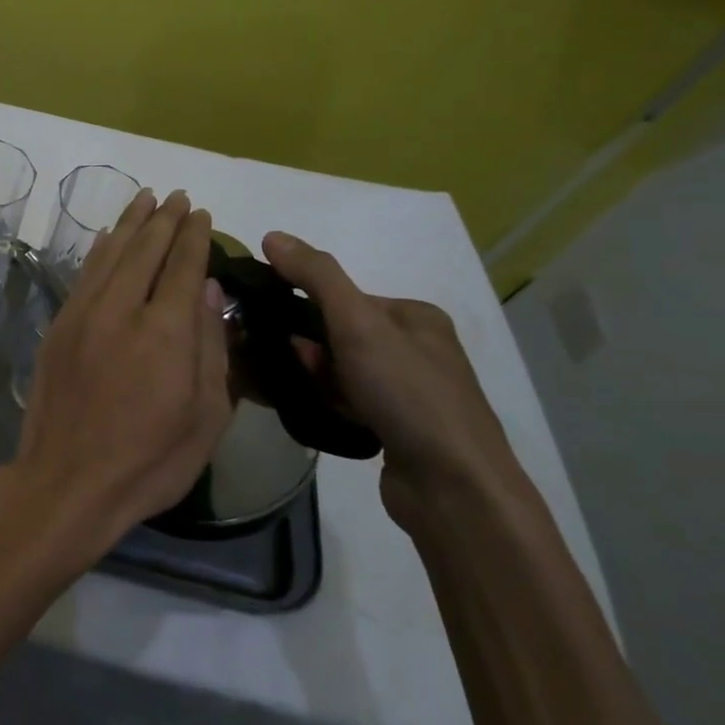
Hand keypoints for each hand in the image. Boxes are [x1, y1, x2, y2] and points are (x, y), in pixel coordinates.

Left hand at [9, 190, 233, 560]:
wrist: (68, 480)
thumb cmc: (149, 460)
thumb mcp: (205, 416)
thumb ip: (212, 347)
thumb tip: (208, 290)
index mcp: (166, 331)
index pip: (184, 266)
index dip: (194, 237)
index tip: (201, 213)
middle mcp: (122, 309)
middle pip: (145, 249)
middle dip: (164, 219)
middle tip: (176, 197)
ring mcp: (84, 314)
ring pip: (110, 253)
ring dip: (130, 223)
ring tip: (145, 199)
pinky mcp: (59, 325)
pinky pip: (83, 274)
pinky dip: (99, 249)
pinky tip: (106, 236)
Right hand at [262, 231, 522, 526]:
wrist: (453, 489)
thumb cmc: (407, 394)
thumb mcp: (357, 323)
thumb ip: (315, 276)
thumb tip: (271, 235)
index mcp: (416, 317)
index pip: (346, 298)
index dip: (308, 309)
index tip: (282, 330)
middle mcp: (418, 350)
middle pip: (341, 334)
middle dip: (310, 348)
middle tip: (292, 365)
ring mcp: (411, 393)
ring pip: (342, 371)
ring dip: (317, 377)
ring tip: (303, 393)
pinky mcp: (400, 430)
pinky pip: (350, 402)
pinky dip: (330, 403)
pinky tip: (319, 413)